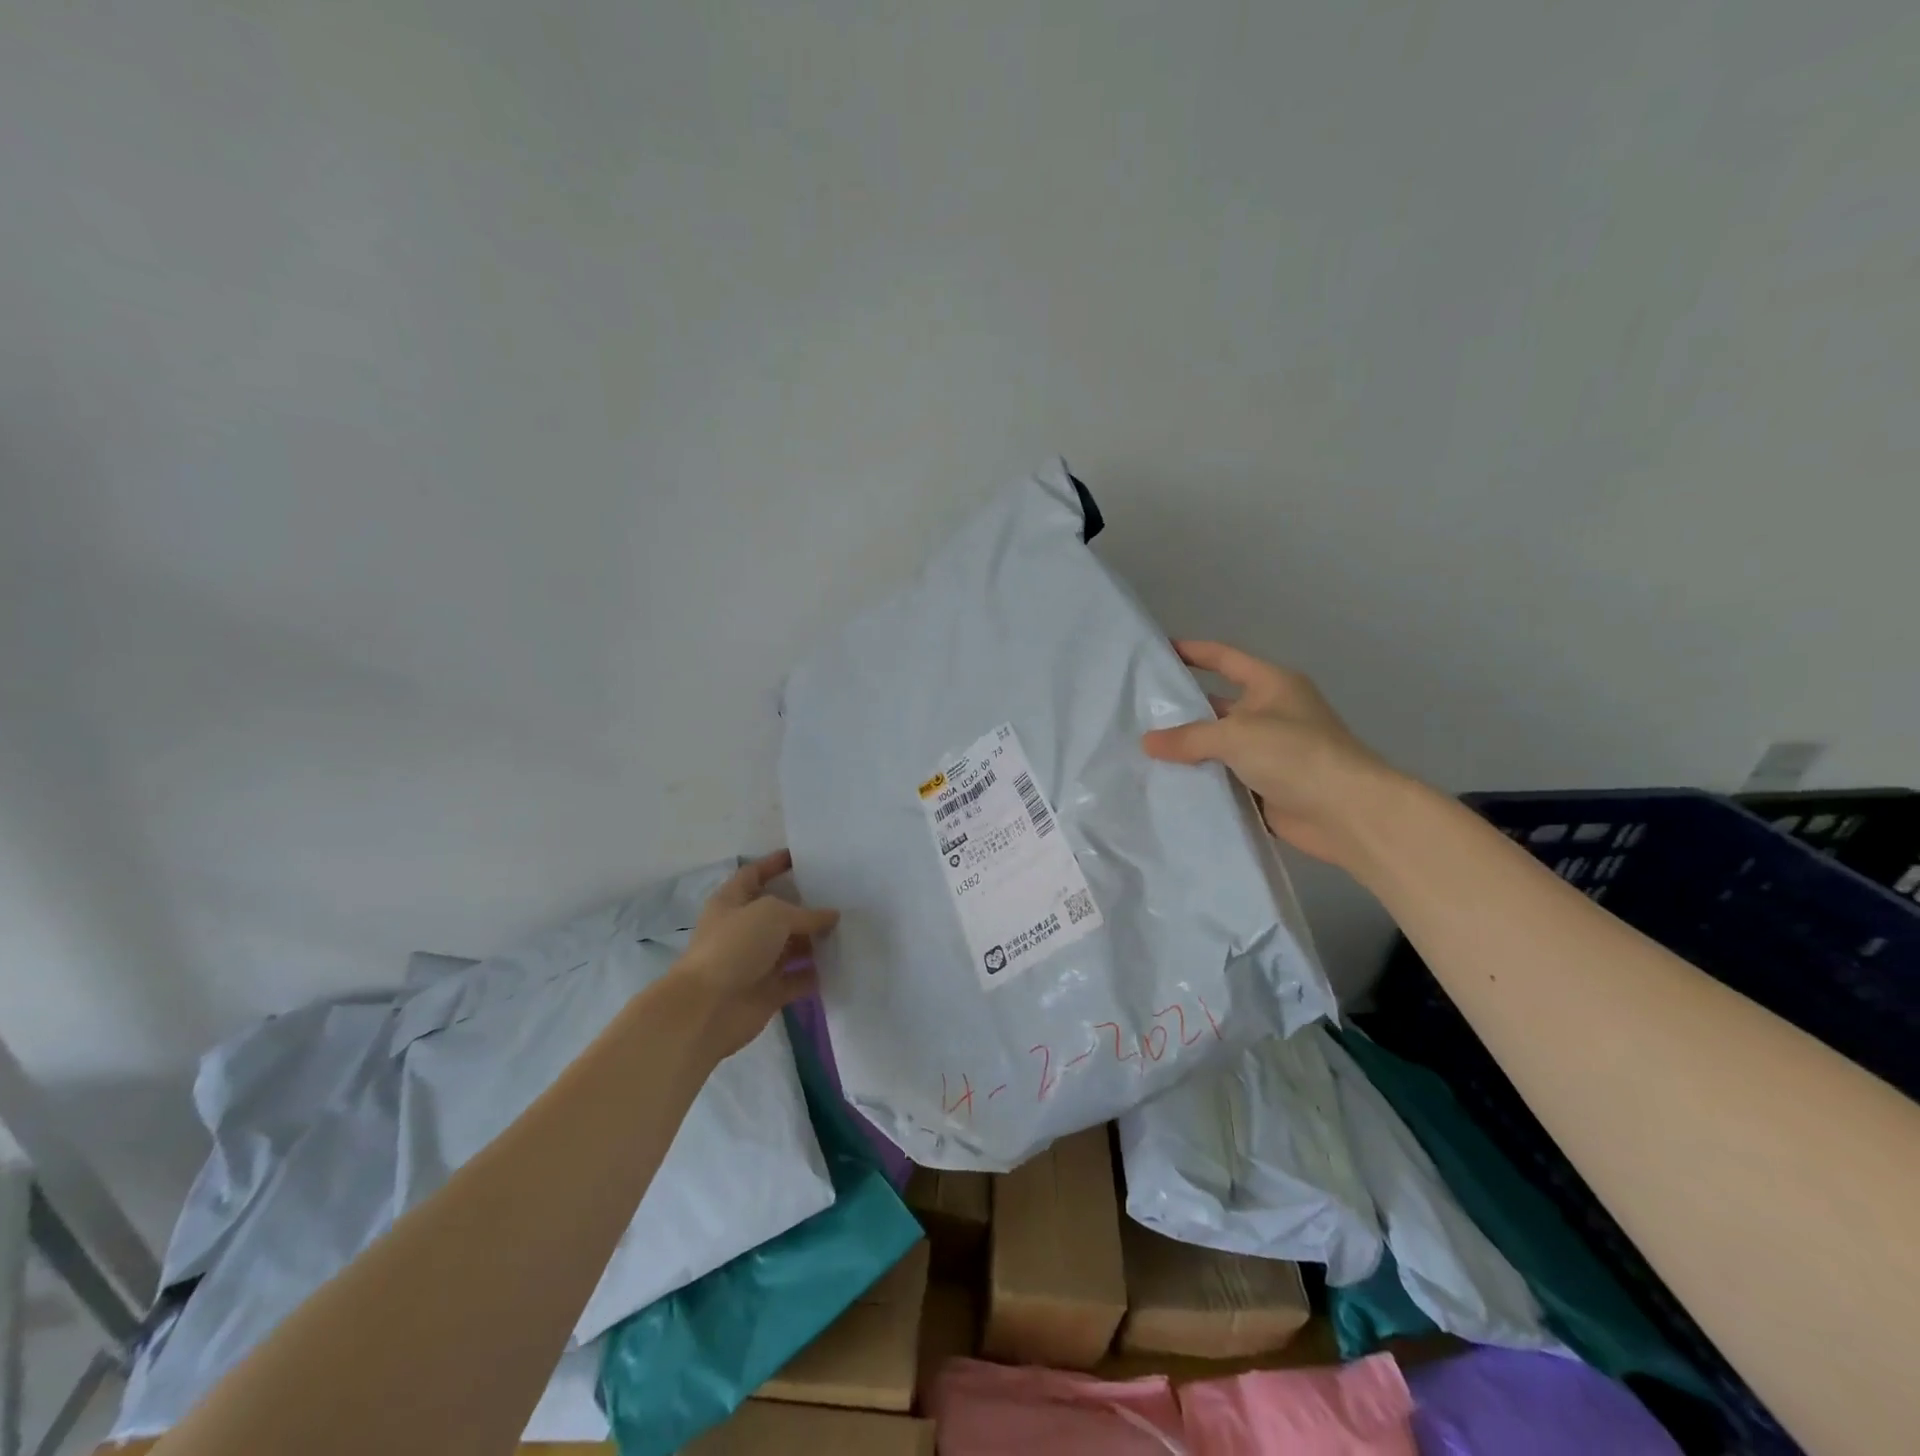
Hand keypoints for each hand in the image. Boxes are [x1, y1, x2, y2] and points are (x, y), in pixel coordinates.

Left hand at [671, 850, 839, 1058]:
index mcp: (732, 902)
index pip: (754, 874)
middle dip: (807, 905)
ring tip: (849, 930)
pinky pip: (797, 978)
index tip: (804, 857)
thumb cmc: (734, 947)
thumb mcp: (772, 915)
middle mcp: (743, 929)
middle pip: (779, 912)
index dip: (775, 863)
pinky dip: (815, 974)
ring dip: (816, 941)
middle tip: (842, 896)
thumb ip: (806, 914)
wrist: (707, 1009)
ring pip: (792, 947)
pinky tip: (841, 963)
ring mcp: (755, 962)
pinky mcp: (768, 991)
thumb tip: (832, 916)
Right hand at [1142, 640, 1404, 871]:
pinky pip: (1225, 779)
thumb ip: (1189, 737)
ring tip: (1143, 752)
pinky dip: (1202, 782)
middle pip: (1217, 706)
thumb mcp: (1236, 735)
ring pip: (1219, 746)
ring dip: (1189, 751)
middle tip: (1137, 714)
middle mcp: (1271, 714)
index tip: (1158, 652)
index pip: (1225, 659)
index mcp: (1272, 685)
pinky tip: (1167, 785)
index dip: (1193, 652)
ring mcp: (1270, 752)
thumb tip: (1148, 742)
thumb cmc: (1295, 754)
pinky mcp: (1267, 787)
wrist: (1346, 812)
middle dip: (1182, 710)